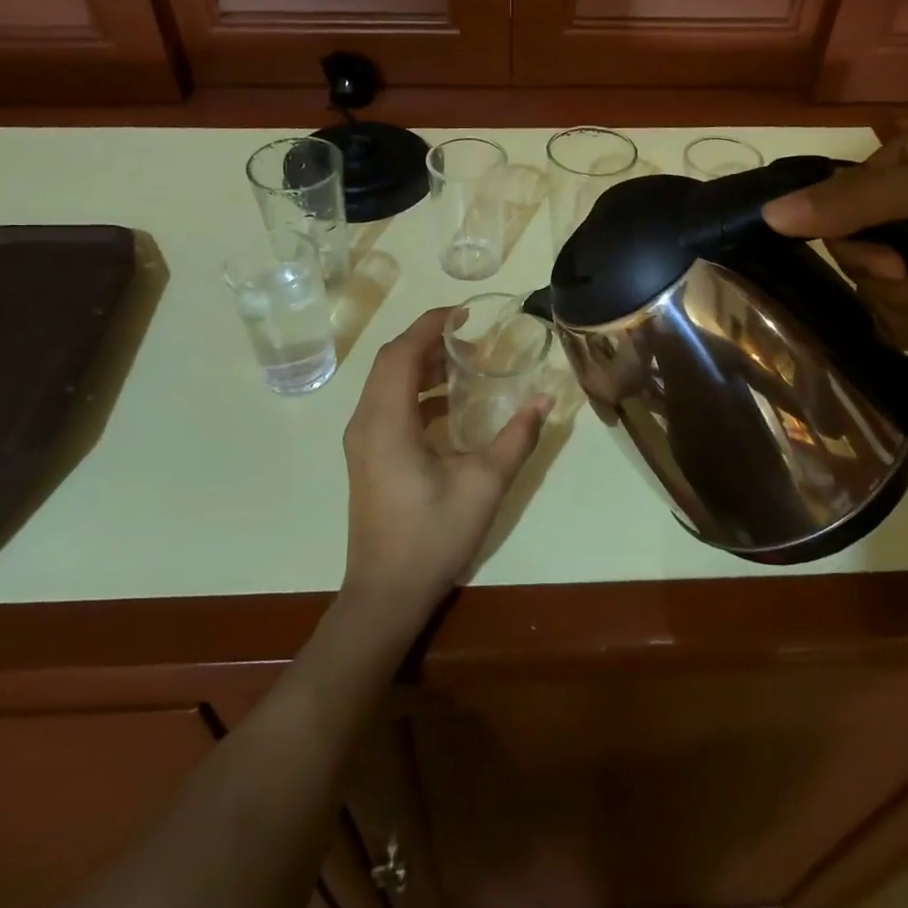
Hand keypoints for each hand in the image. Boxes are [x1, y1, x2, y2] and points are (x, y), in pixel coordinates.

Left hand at [341, 308, 553, 621]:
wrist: (385, 594)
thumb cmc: (433, 536)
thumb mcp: (484, 484)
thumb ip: (516, 438)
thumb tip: (545, 400)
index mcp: (386, 422)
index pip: (402, 352)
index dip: (430, 324)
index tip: (464, 313)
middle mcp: (365, 422)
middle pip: (391, 362)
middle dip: (428, 340)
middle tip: (470, 335)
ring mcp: (362, 441)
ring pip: (387, 383)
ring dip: (422, 365)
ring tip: (465, 361)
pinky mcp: (367, 456)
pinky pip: (387, 405)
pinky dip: (416, 392)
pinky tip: (451, 403)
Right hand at [763, 130, 907, 356]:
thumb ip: (855, 202)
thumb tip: (767, 215)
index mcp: (902, 167)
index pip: (833, 208)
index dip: (854, 246)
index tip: (892, 265)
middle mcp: (903, 209)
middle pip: (853, 261)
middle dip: (902, 285)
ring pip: (877, 298)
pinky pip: (901, 325)